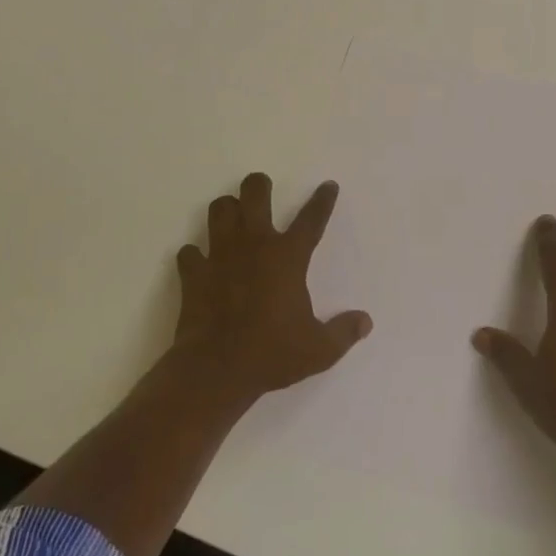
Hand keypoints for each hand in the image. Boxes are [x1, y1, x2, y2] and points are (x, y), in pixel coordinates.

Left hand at [173, 172, 371, 407]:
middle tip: (262, 190)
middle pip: (255, 193)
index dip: (322, 200)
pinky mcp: (194, 273)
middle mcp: (255, 244)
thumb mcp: (319, 350)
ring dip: (227, 209)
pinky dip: (195, 254)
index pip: (312, 218)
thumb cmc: (271, 354)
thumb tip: (365, 321)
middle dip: (259, 185)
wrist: (216, 370)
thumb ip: (344, 332)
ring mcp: (220, 255)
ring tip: (233, 218)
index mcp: (288, 257)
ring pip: (220, 210)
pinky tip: (200, 262)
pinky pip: (190, 251)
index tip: (328, 185)